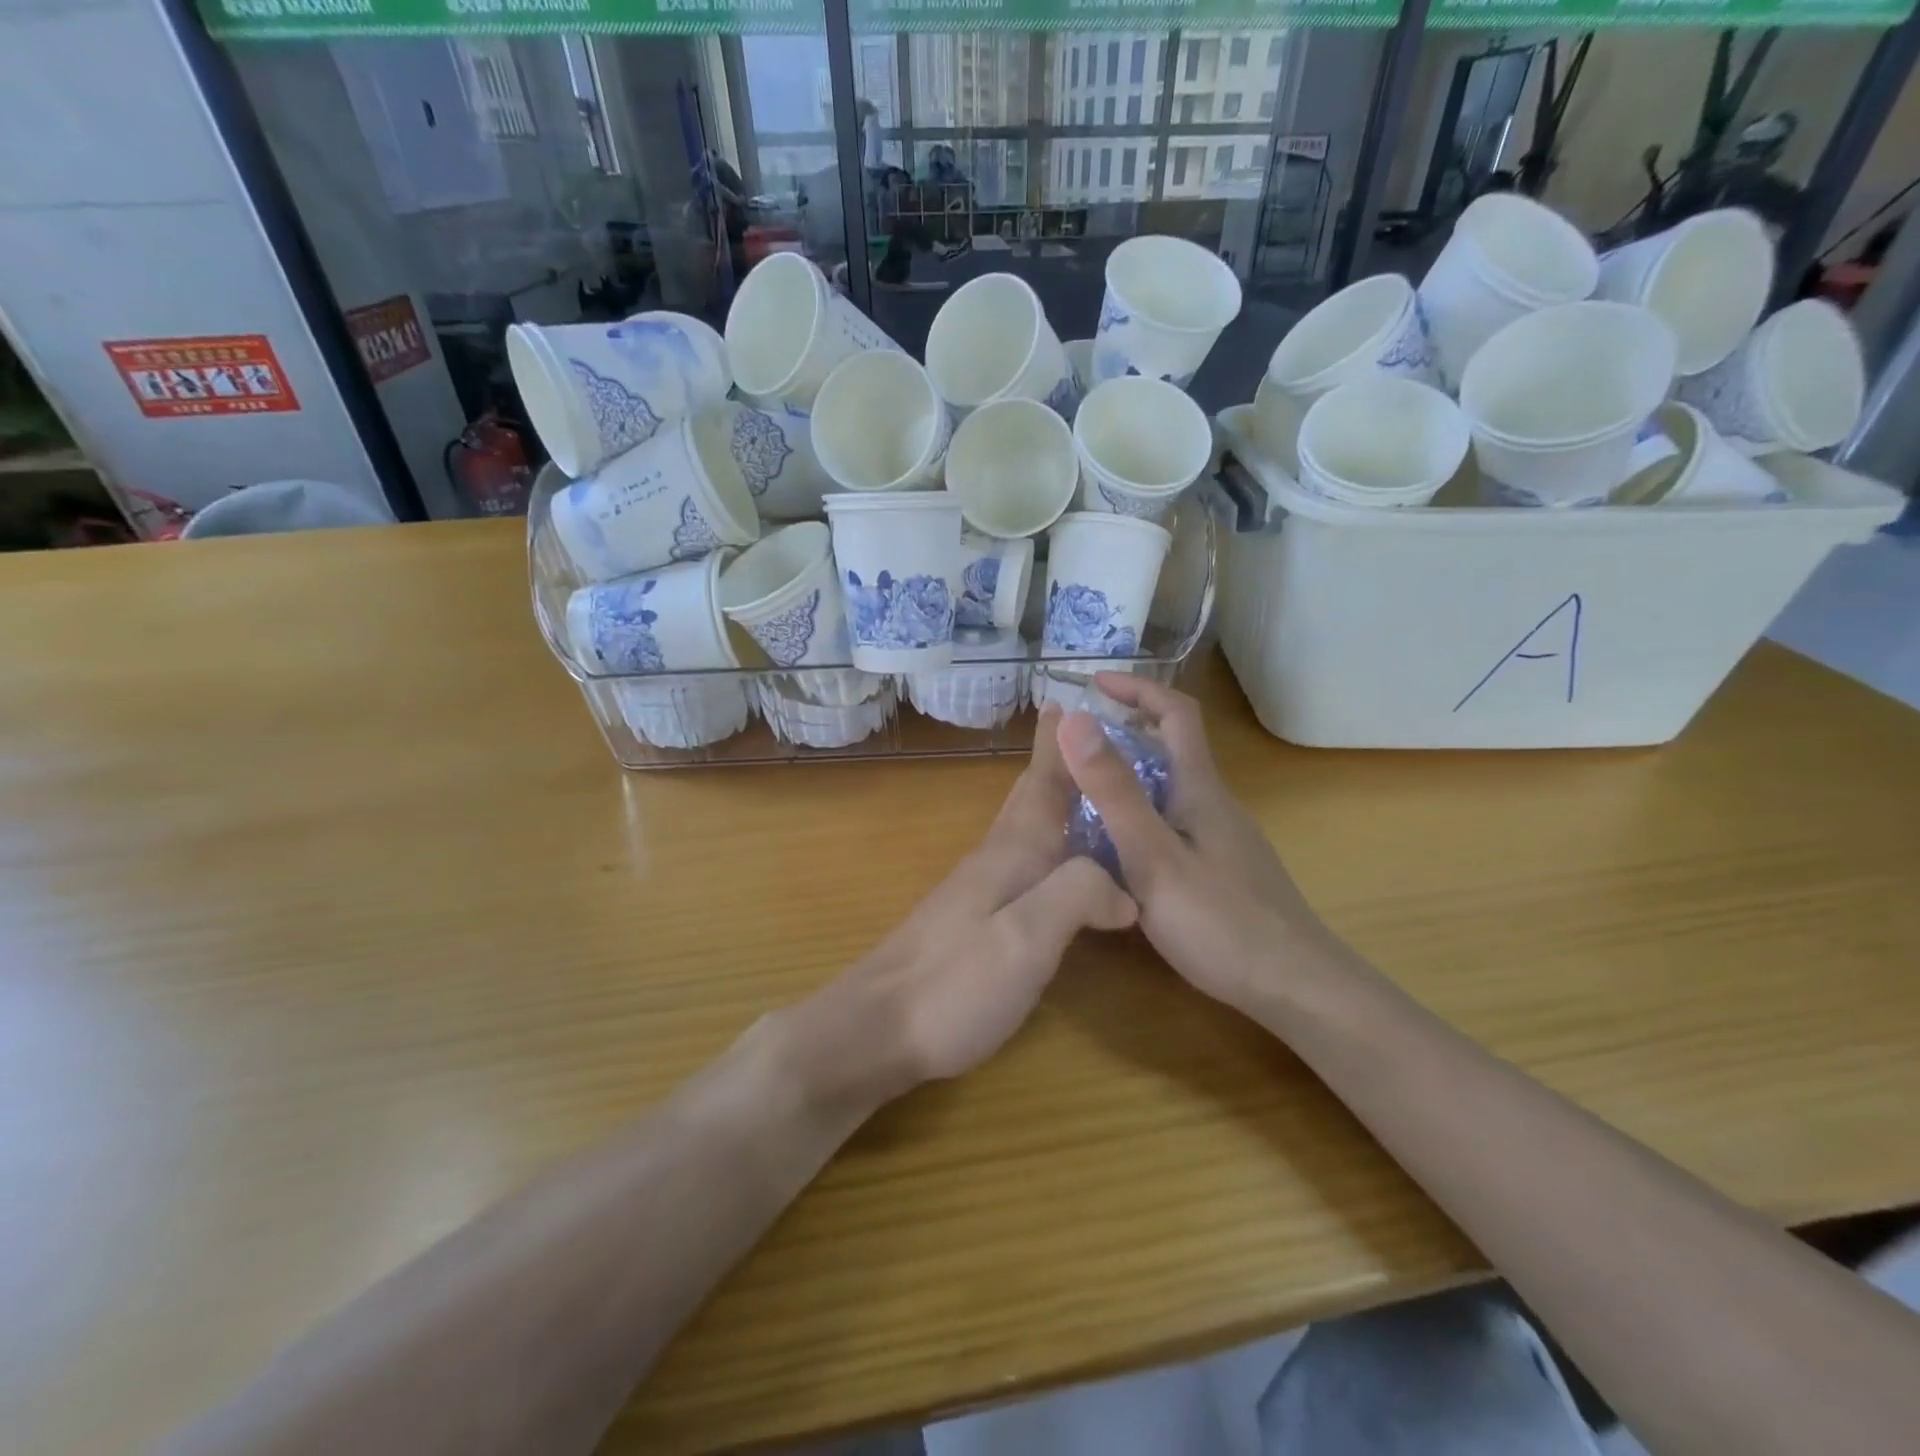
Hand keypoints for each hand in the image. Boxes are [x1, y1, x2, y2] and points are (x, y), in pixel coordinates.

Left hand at [808, 705, 1137, 1099]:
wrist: (877, 1027)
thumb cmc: (954, 983)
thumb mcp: (1026, 940)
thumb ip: (1077, 896)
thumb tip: (1124, 887)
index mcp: (1012, 855)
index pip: (1042, 786)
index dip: (1057, 745)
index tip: (1066, 700)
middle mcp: (994, 862)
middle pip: (1027, 799)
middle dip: (1051, 763)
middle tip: (1071, 730)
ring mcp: (977, 891)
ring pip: (1021, 829)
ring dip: (1046, 798)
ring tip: (1073, 786)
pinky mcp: (970, 921)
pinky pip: (1017, 862)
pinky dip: (1040, 843)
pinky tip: (1048, 862)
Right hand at [1055, 674, 1338, 1022]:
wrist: (1296, 988)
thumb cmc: (1220, 922)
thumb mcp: (1153, 855)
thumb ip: (1114, 791)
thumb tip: (1074, 720)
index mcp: (1200, 788)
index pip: (1175, 711)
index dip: (1136, 688)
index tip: (1093, 684)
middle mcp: (1215, 803)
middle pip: (1174, 746)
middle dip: (1127, 729)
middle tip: (1077, 744)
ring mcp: (1223, 838)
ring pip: (1172, 787)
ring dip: (1130, 775)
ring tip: (1083, 795)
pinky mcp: (1223, 869)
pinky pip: (1175, 821)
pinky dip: (1141, 814)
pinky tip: (1119, 850)